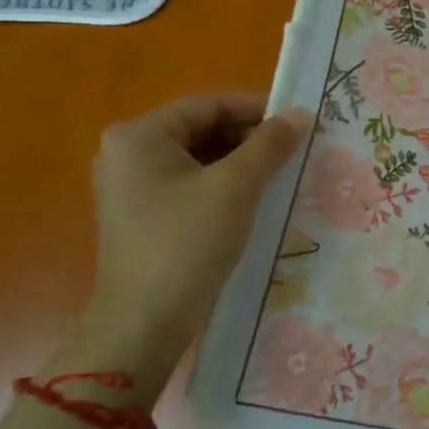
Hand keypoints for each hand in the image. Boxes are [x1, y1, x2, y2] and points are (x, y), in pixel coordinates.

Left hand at [75, 92, 309, 392]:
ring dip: (241, 162)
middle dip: (250, 137)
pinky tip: (257, 197)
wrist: (144, 323)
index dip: (257, 108)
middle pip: (202, 129)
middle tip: (296, 148)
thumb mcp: (235, 188)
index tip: (299, 119)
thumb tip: (301, 113)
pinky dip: (223, 185)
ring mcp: (132, 186)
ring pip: (199, 158)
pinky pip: (190, 184)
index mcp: (139, 135)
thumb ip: (270, 145)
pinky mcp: (143, 214)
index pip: (208, 105)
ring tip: (284, 172)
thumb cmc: (187, 244)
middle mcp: (128, 153)